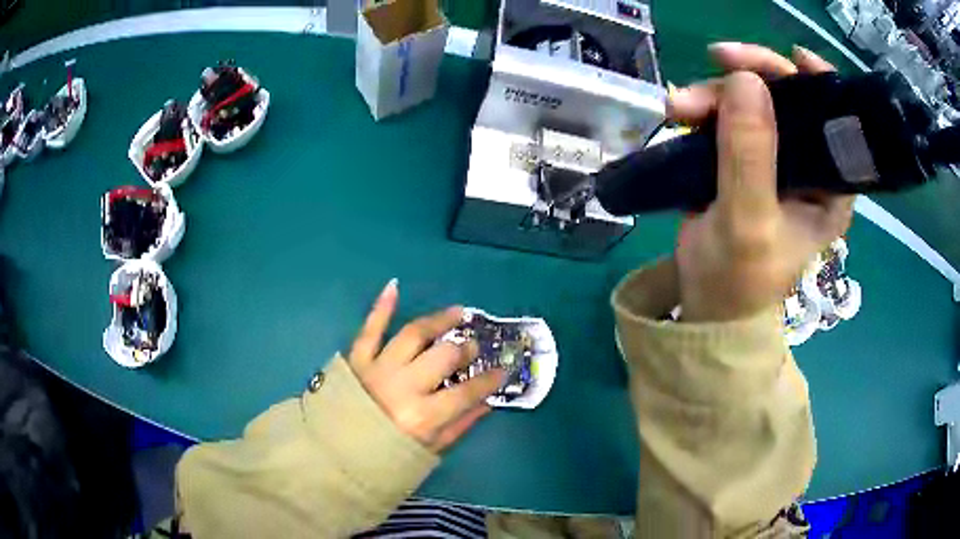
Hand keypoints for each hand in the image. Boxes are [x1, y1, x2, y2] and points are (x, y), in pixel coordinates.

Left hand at [347, 279, 505, 452]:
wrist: (334, 456)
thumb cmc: (385, 458)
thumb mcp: (428, 450)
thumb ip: (459, 425)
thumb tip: (487, 402)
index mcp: (423, 416)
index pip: (467, 392)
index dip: (489, 379)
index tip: (502, 370)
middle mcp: (403, 387)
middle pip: (443, 356)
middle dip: (464, 348)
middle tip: (472, 346)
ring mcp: (378, 369)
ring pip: (413, 335)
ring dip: (438, 320)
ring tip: (456, 313)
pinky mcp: (357, 360)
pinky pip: (370, 329)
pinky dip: (381, 307)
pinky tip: (394, 286)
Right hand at [668, 43, 854, 321]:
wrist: (705, 303)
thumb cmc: (738, 279)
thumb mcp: (749, 223)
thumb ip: (751, 157)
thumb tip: (746, 80)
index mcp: (830, 186)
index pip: (837, 122)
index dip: (821, 84)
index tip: (795, 58)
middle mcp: (808, 165)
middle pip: (790, 100)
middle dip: (751, 79)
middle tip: (715, 65)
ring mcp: (774, 158)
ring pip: (752, 102)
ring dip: (716, 94)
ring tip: (678, 106)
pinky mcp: (743, 157)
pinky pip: (727, 116)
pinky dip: (704, 108)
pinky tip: (681, 111)